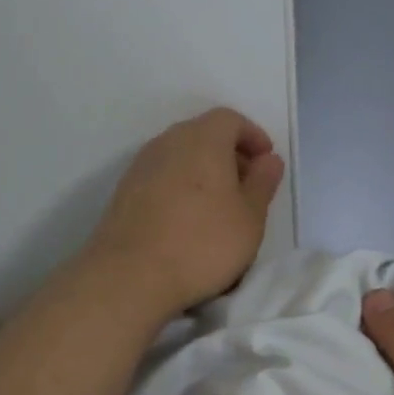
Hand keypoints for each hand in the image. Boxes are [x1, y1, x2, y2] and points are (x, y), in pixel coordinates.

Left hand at [84, 107, 285, 320]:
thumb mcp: (250, 217)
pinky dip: (181, 187)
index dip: (253, 136)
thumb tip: (269, 160)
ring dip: (203, 172)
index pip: (230, 119)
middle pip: (203, 134)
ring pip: (180, 156)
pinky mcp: (124, 191)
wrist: (130, 275)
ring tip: (219, 207)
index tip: (267, 162)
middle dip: (229, 154)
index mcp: (203, 139)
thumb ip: (263, 183)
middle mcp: (168, 142)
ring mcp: (141, 165)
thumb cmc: (203, 243)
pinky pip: (162, 177)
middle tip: (247, 186)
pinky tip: (188, 219)